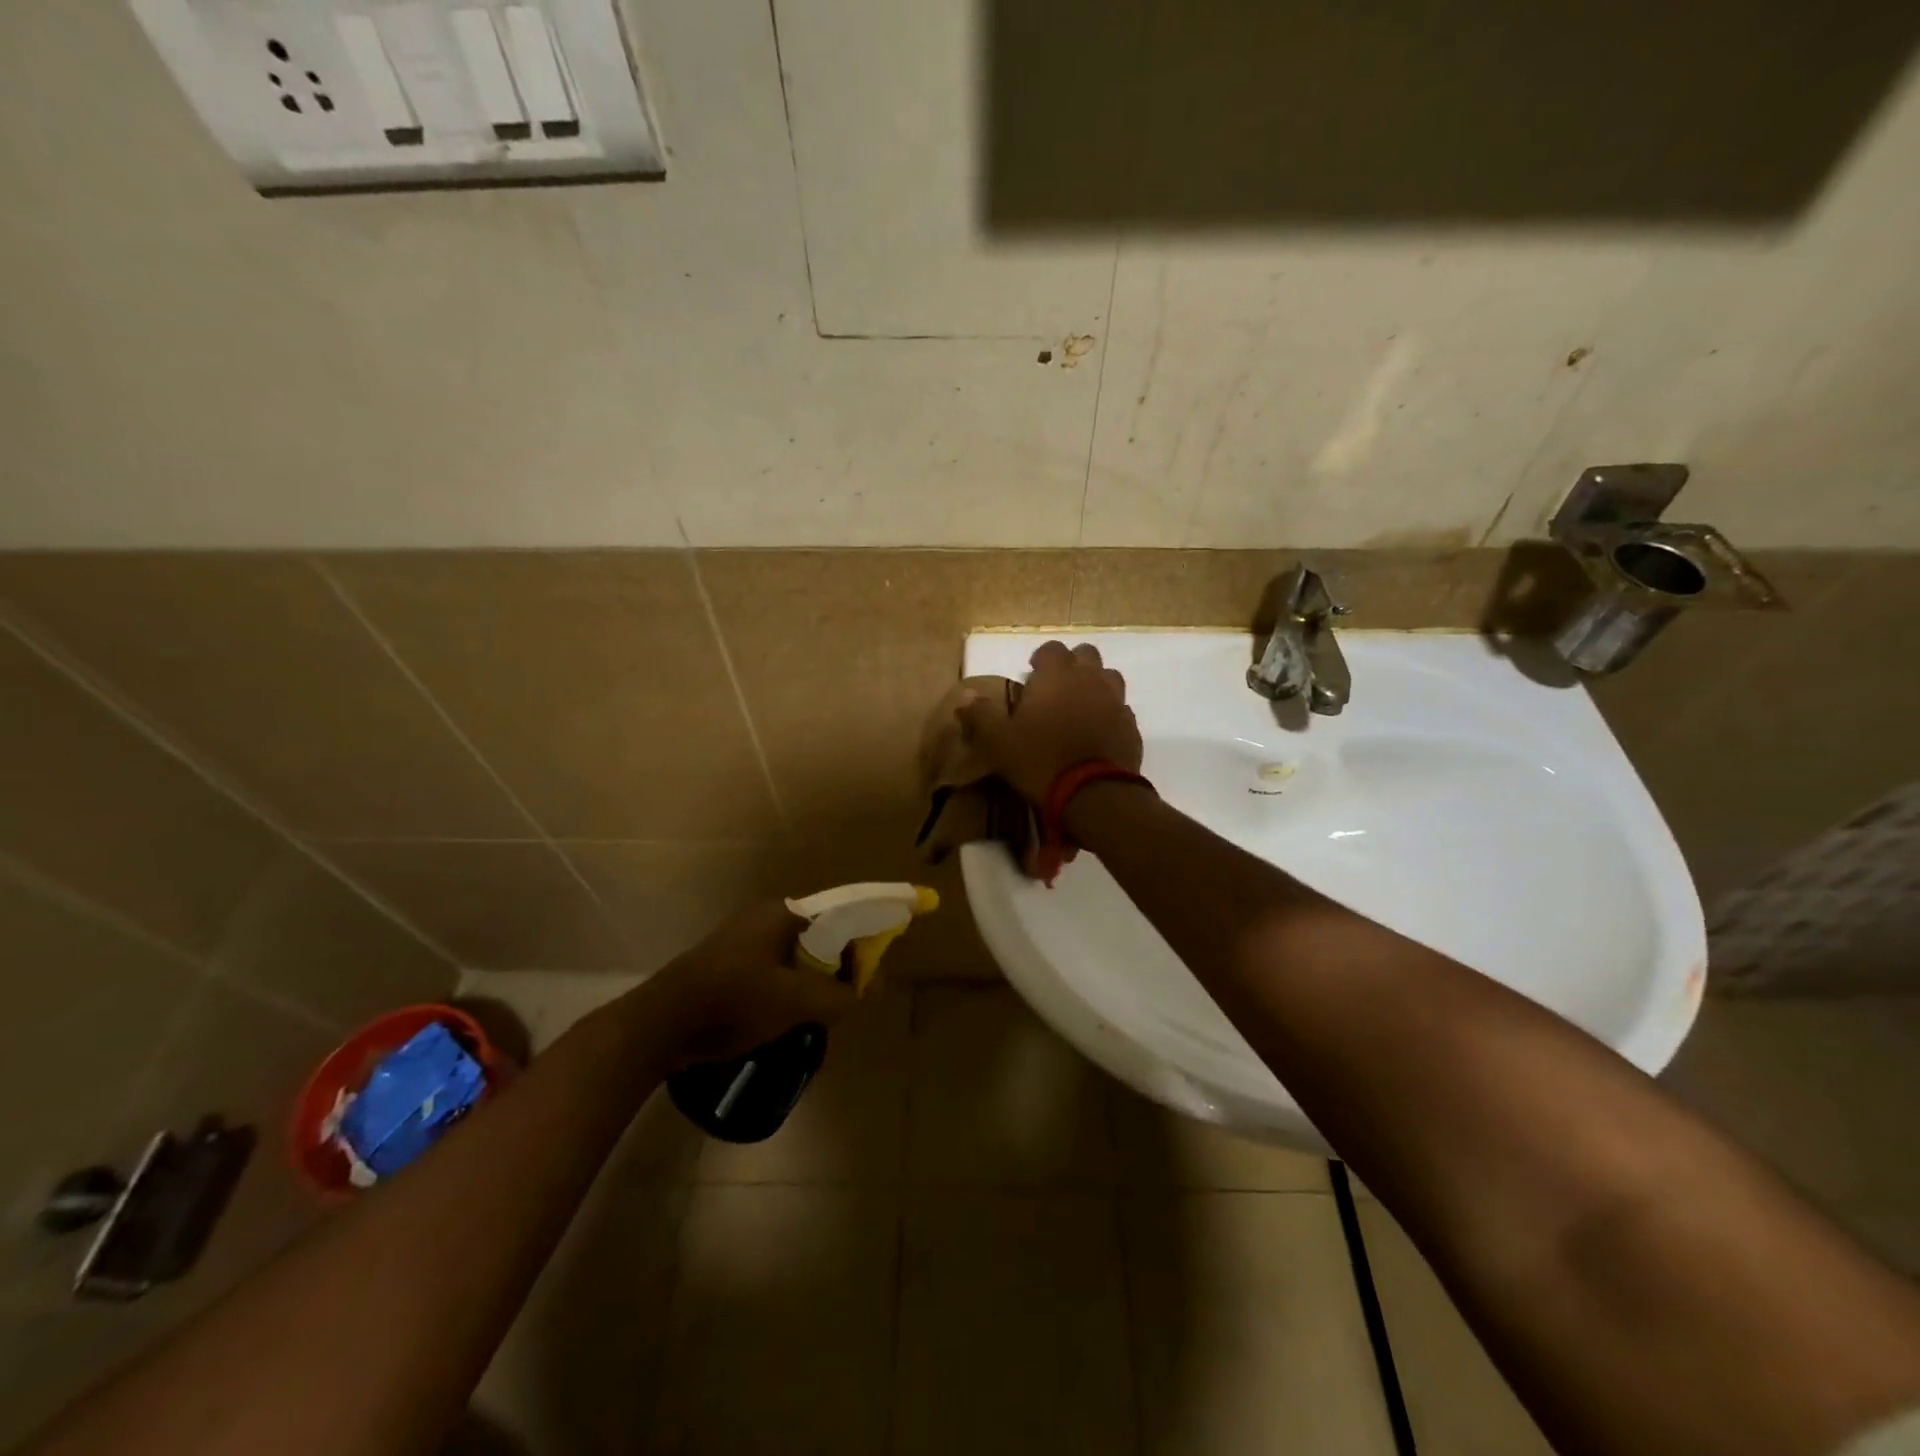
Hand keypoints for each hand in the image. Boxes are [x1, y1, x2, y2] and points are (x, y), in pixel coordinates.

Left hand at [648, 900, 856, 1064]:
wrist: (661, 1025)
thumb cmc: (735, 1001)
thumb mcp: (797, 1001)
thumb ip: (840, 995)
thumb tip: (869, 988)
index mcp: (783, 914)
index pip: (838, 918)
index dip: (860, 944)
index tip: (869, 976)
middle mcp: (763, 917)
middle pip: (817, 939)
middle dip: (834, 968)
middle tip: (843, 1000)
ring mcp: (740, 940)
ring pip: (793, 958)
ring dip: (809, 982)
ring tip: (816, 1014)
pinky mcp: (725, 964)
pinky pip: (770, 971)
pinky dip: (785, 989)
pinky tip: (784, 1018)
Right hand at [957, 640, 1142, 804]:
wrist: (1094, 795)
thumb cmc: (1040, 760)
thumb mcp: (998, 742)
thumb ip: (980, 716)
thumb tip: (966, 697)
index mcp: (1057, 675)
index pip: (1051, 648)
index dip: (1040, 659)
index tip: (1031, 676)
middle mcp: (1090, 679)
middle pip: (1086, 654)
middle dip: (1071, 665)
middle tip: (1055, 689)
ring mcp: (1116, 701)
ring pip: (1108, 677)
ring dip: (1094, 685)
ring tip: (1079, 708)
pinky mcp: (1132, 726)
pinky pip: (1121, 709)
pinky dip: (1109, 714)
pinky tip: (1097, 733)